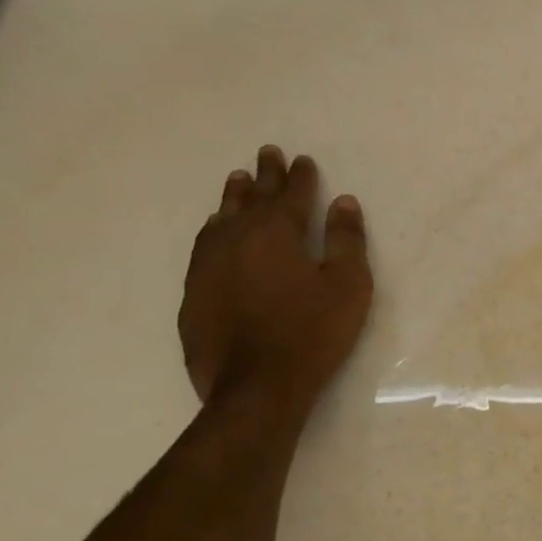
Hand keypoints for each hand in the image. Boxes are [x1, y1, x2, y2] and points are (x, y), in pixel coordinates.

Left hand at [179, 146, 373, 409]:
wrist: (256, 387)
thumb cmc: (312, 333)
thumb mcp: (347, 285)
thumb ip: (346, 240)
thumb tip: (343, 202)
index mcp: (276, 234)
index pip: (290, 194)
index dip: (299, 176)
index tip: (303, 160)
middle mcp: (236, 240)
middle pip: (252, 199)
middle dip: (264, 175)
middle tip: (267, 153)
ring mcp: (208, 266)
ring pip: (221, 218)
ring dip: (233, 198)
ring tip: (237, 181)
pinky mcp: (194, 293)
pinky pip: (204, 246)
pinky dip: (214, 229)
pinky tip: (216, 230)